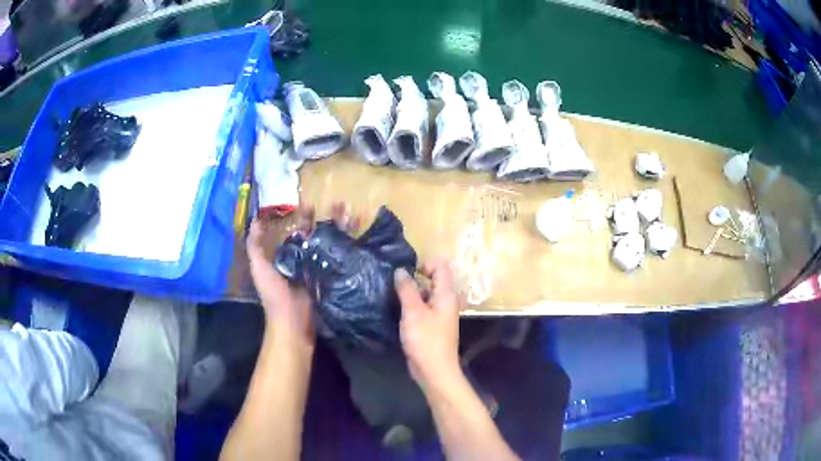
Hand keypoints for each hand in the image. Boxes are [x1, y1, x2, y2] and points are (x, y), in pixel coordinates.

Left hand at [246, 202, 359, 343]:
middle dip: (330, 218)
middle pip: (321, 234)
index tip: (312, 203)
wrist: (293, 324)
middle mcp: (308, 259)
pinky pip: (344, 260)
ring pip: (335, 243)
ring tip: (353, 214)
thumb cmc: (275, 296)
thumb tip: (255, 220)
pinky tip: (360, 234)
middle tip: (340, 204)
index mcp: (291, 256)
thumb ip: (255, 246)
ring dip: (343, 228)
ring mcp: (323, 269)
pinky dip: (352, 246)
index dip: (306, 217)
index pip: (300, 231)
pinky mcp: (336, 279)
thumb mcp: (259, 269)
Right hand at [394, 259, 461, 388]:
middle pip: (433, 281)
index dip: (426, 263)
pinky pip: (422, 310)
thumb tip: (401, 270)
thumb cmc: (426, 339)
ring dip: (410, 294)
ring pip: (425, 296)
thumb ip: (407, 289)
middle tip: (393, 284)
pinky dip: (411, 308)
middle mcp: (445, 302)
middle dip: (414, 279)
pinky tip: (397, 312)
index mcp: (446, 295)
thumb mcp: (413, 312)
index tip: (407, 272)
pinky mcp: (432, 327)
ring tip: (391, 296)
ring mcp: (439, 316)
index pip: (441, 267)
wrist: (434, 371)